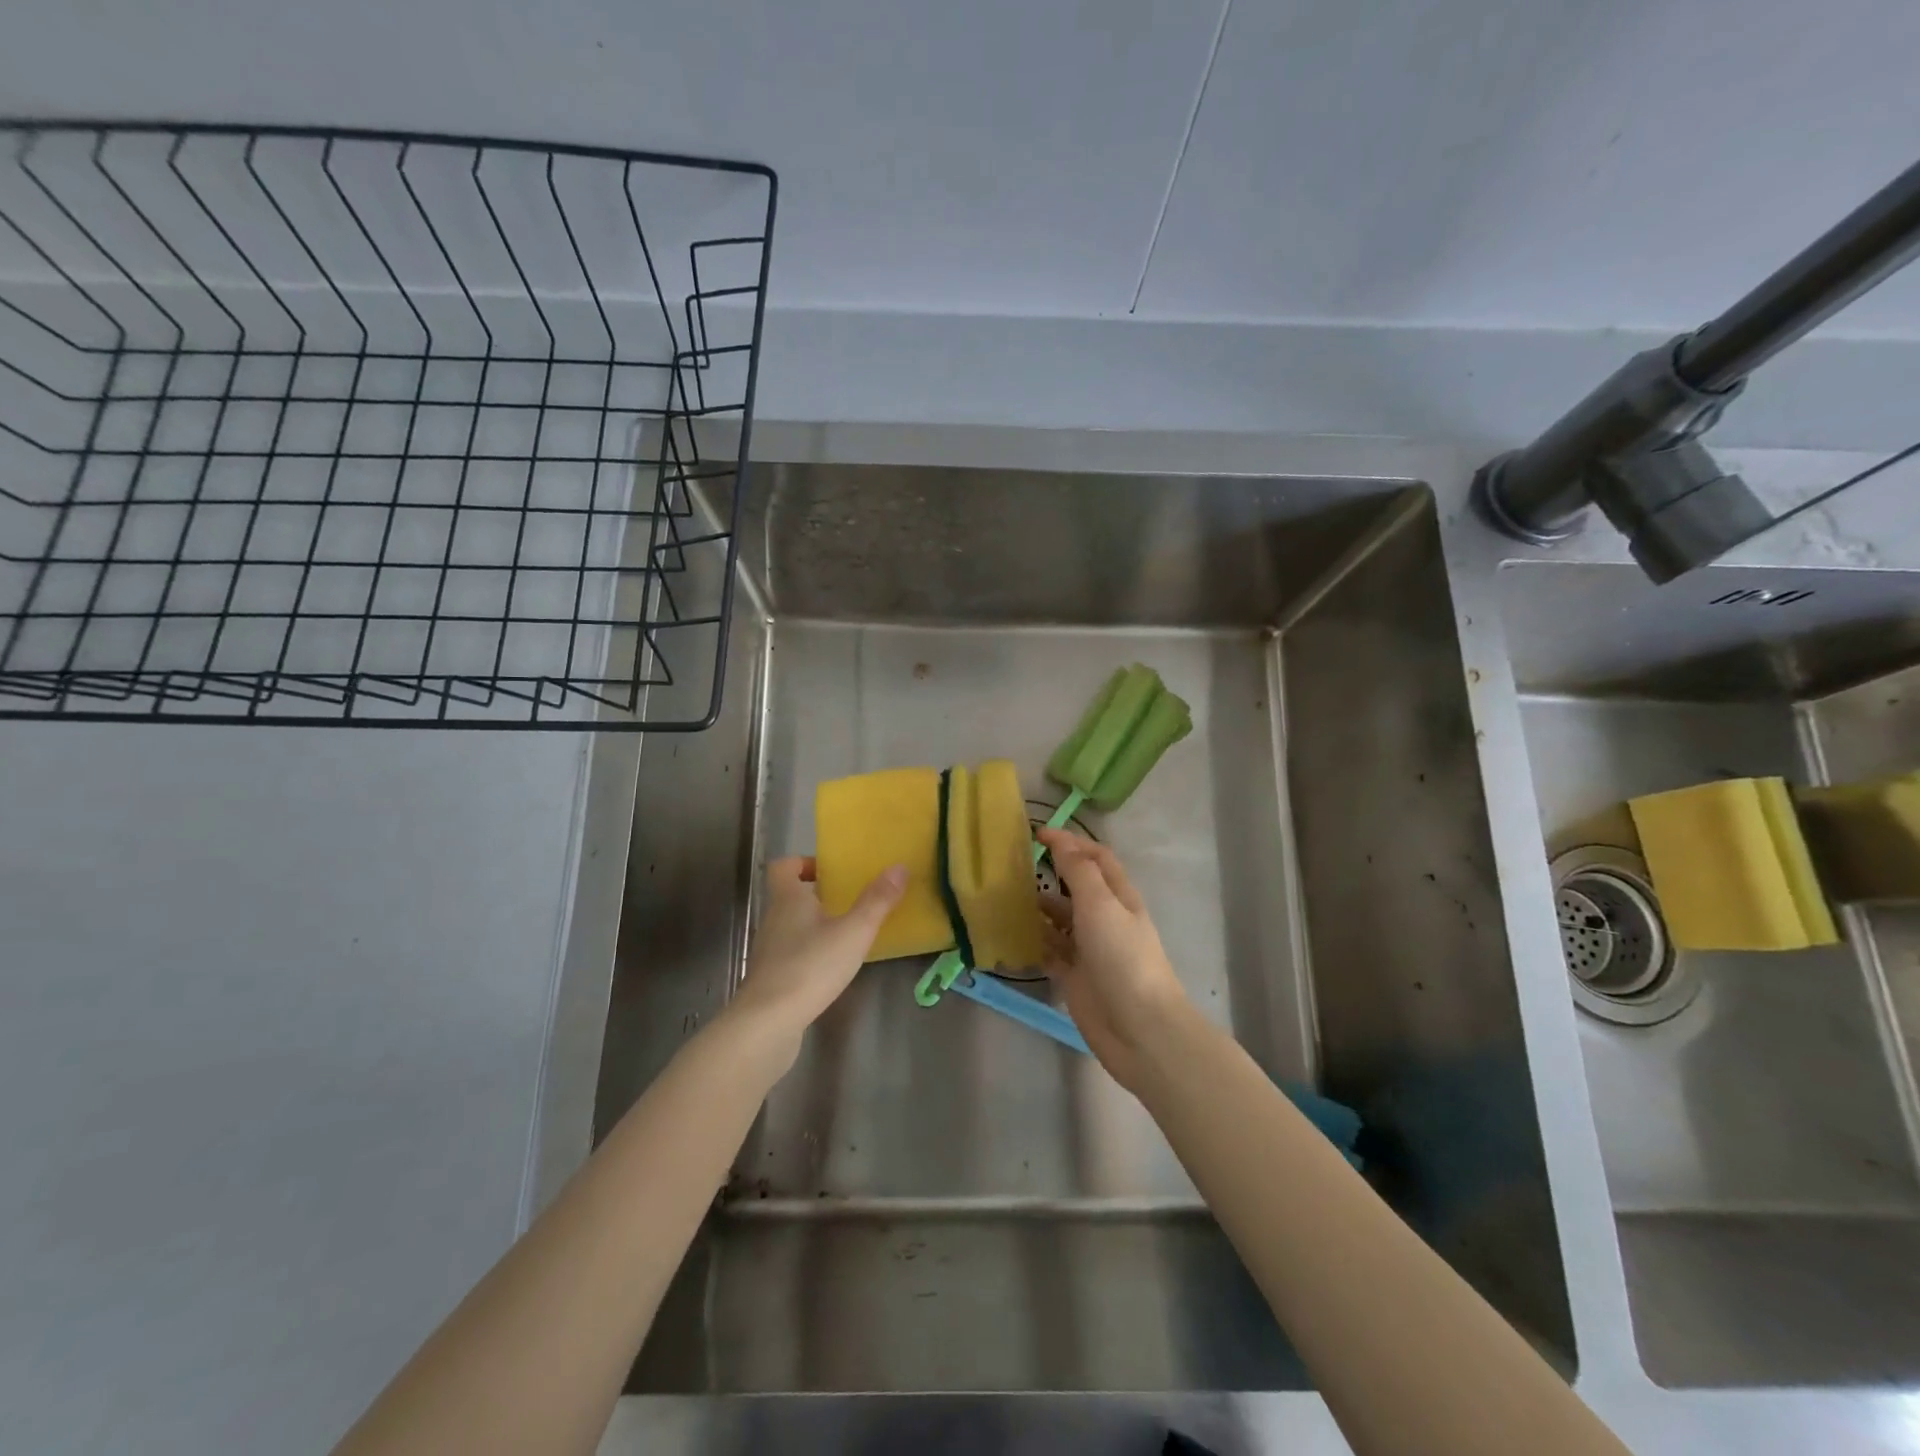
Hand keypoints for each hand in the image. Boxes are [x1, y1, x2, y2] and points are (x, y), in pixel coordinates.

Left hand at [730, 857, 906, 1042]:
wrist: (767, 1024)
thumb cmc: (810, 966)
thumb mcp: (853, 932)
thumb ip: (877, 901)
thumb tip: (899, 867)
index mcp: (788, 898)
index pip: (784, 866)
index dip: (804, 863)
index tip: (832, 872)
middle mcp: (773, 919)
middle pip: (790, 896)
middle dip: (818, 896)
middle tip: (850, 902)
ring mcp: (768, 951)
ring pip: (791, 926)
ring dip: (815, 926)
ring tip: (848, 935)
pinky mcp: (770, 979)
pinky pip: (791, 954)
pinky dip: (810, 954)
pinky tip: (832, 968)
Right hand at [1037, 828, 1194, 1093]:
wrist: (1139, 1029)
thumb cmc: (1122, 957)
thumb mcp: (1100, 904)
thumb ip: (1078, 871)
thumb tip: (1060, 839)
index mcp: (1118, 896)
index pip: (1096, 858)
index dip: (1070, 842)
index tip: (1037, 834)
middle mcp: (1104, 918)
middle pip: (1076, 887)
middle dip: (1050, 872)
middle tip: (1013, 864)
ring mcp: (1089, 949)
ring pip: (1060, 919)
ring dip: (1038, 906)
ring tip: (1006, 896)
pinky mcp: (1074, 977)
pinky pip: (1050, 951)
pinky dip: (1034, 941)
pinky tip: (1011, 933)